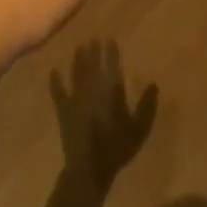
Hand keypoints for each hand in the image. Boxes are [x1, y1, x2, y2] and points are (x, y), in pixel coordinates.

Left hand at [51, 41, 156, 189]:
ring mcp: (75, 99)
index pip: (112, 67)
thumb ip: (146, 105)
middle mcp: (92, 90)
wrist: (88, 167)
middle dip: (93, 52)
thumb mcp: (139, 129)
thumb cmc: (116, 148)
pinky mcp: (64, 111)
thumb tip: (153, 84)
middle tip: (92, 38)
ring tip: (79, 47)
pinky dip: (55, 82)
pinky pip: (58, 92)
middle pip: (92, 66)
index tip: (108, 39)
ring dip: (78, 61)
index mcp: (110, 93)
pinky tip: (53, 71)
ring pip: (76, 74)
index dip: (110, 53)